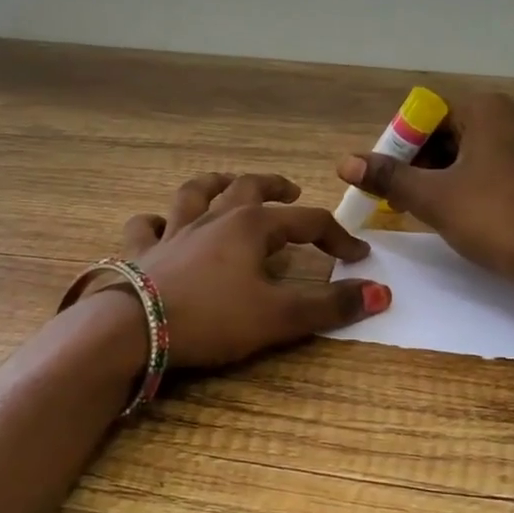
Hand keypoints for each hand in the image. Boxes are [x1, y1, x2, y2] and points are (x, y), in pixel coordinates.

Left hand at [108, 172, 389, 367]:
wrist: (132, 329)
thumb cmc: (212, 318)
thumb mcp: (279, 317)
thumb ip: (330, 305)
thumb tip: (381, 293)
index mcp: (252, 226)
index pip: (307, 222)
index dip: (336, 236)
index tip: (356, 254)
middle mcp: (214, 217)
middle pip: (249, 188)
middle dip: (274, 186)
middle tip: (291, 189)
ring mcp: (174, 230)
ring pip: (196, 193)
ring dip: (215, 184)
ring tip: (226, 183)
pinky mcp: (141, 250)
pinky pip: (147, 224)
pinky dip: (156, 221)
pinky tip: (160, 224)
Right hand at [337, 94, 513, 316]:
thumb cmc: (496, 219)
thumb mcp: (434, 198)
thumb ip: (388, 176)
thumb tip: (344, 162)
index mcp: (485, 108)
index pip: (423, 117)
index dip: (397, 148)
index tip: (384, 181)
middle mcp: (508, 115)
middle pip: (445, 132)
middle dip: (416, 164)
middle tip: (396, 198)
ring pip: (465, 152)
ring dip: (437, 177)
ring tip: (419, 209)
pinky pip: (487, 167)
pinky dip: (464, 184)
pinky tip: (454, 213)